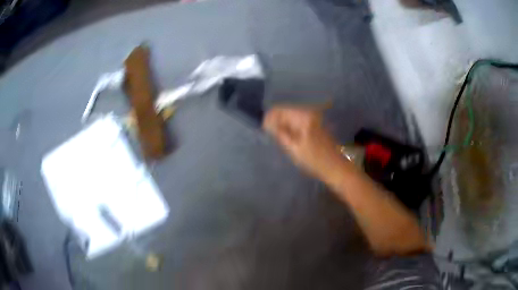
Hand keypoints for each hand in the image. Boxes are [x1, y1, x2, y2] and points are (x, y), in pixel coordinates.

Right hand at [263, 106, 345, 180]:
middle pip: (286, 112)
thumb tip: (267, 122)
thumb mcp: (294, 148)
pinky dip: (291, 128)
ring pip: (291, 117)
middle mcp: (309, 113)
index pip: (280, 110)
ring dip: (283, 125)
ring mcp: (313, 118)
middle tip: (270, 136)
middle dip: (276, 122)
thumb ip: (280, 133)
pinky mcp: (315, 124)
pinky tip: (289, 139)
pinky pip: (298, 122)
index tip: (264, 130)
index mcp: (304, 117)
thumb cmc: (314, 160)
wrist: (335, 167)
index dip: (270, 118)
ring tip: (278, 139)